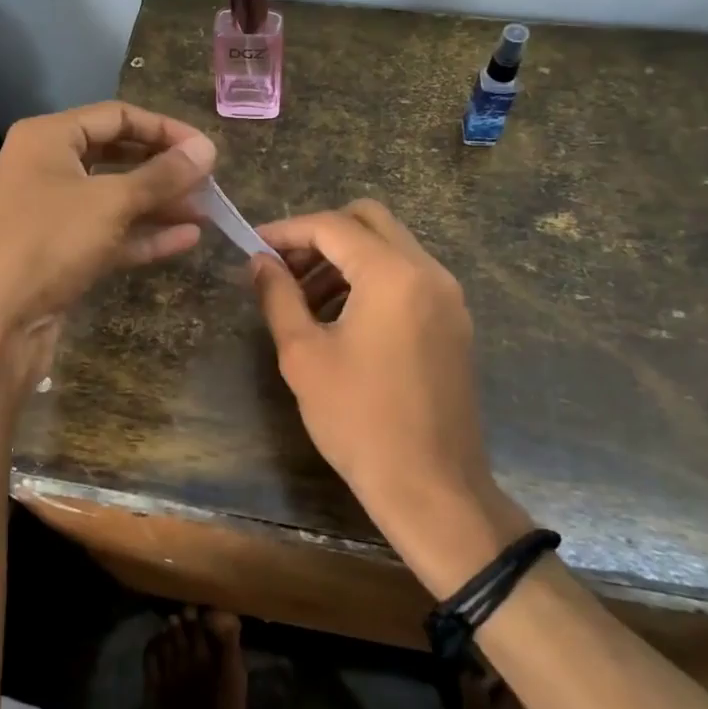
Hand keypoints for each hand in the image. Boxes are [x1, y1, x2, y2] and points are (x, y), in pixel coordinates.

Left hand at [0, 102, 215, 334]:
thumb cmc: (46, 242)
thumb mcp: (110, 202)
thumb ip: (162, 175)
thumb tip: (207, 148)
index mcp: (49, 138)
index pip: (117, 117)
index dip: (165, 129)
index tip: (206, 150)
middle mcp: (48, 169)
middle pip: (118, 157)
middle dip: (164, 170)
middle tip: (209, 183)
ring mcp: (54, 214)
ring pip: (116, 199)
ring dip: (160, 204)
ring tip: (207, 212)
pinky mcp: (61, 254)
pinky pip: (110, 235)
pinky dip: (145, 236)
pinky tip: (187, 239)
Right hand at [250, 201, 527, 593]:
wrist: (433, 488)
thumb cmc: (359, 421)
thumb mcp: (303, 355)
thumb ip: (278, 296)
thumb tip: (259, 262)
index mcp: (392, 274)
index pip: (333, 226)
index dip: (287, 230)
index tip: (254, 245)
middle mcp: (428, 271)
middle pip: (369, 220)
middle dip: (320, 234)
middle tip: (283, 266)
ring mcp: (448, 296)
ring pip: (391, 246)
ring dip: (346, 257)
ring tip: (305, 298)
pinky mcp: (453, 320)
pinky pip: (408, 276)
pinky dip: (372, 278)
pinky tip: (341, 316)